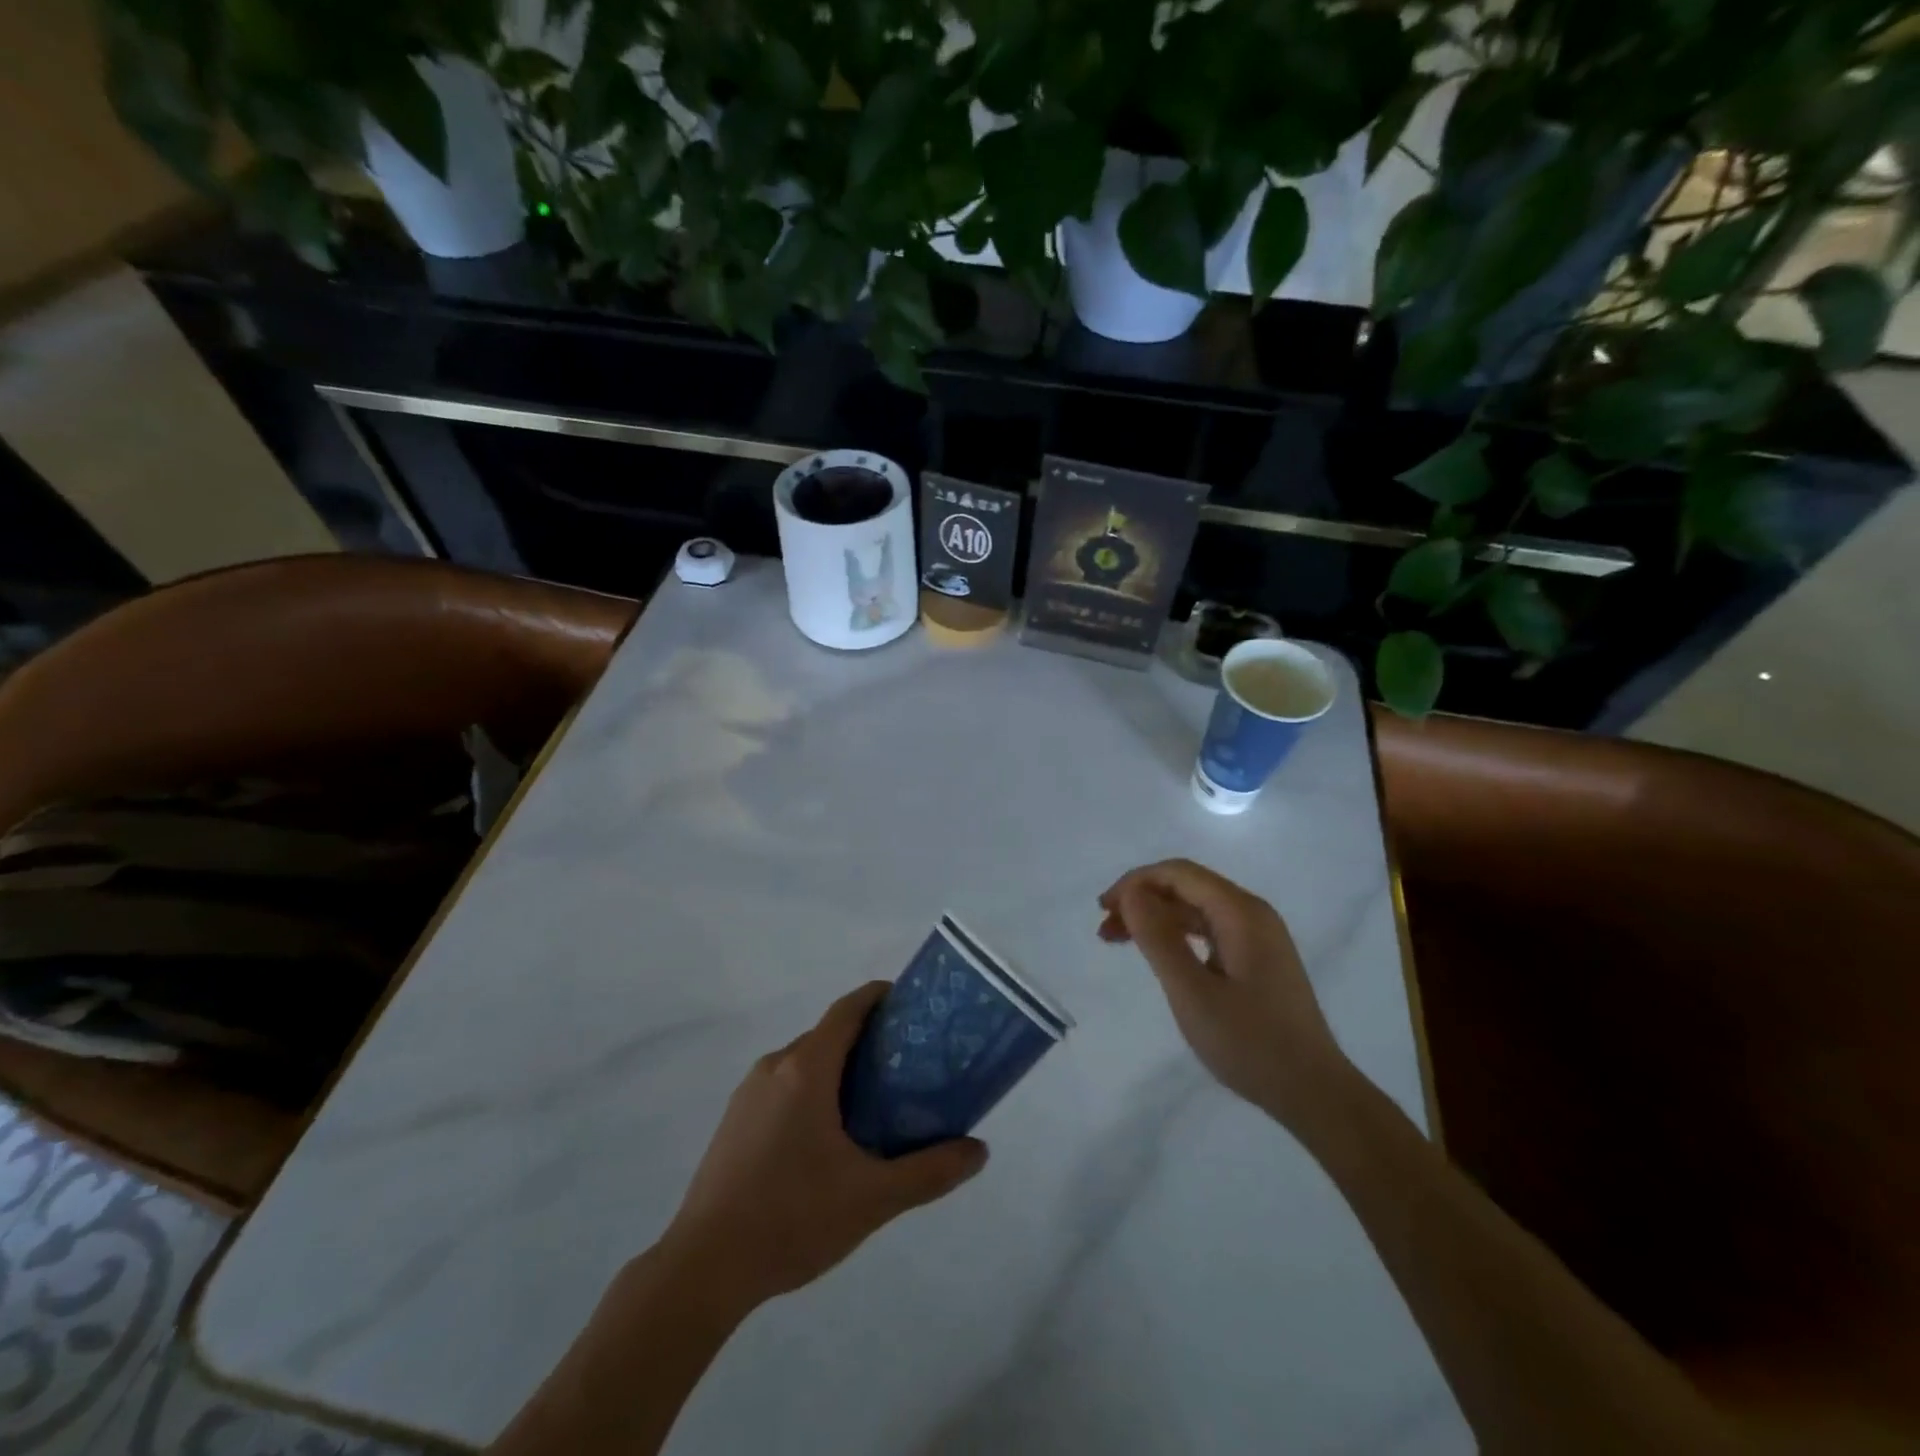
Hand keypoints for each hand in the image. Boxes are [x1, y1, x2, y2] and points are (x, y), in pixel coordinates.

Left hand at [661, 982, 986, 1311]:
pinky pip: (784, 1085)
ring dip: (840, 1068)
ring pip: (805, 1062)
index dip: (879, 997)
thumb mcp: (872, 1198)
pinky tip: (829, 1137)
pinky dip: (814, 1090)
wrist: (703, 1268)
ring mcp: (749, 1093)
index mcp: (806, 1069)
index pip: (848, 1009)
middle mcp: (775, 1067)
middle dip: (868, 1040)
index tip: (911, 1004)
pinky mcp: (735, 1120)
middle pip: (829, 1035)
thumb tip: (979, 1151)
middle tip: (908, 1065)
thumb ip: (929, 1171)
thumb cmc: (791, 1218)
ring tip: (876, 1102)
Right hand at [1099, 859, 1348, 1126]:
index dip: (1135, 882)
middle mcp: (1252, 913)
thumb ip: (1158, 937)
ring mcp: (1258, 936)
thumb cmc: (1249, 1042)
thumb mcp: (1192, 991)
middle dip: (1141, 899)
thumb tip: (1131, 893)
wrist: (1314, 1093)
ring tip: (1118, 940)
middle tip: (1105, 928)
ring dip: (1155, 917)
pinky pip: (1209, 930)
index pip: (1179, 873)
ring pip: (1196, 908)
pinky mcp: (1258, 959)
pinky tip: (1158, 954)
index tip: (1103, 910)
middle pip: (1187, 886)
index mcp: (1241, 912)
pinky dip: (1176, 935)